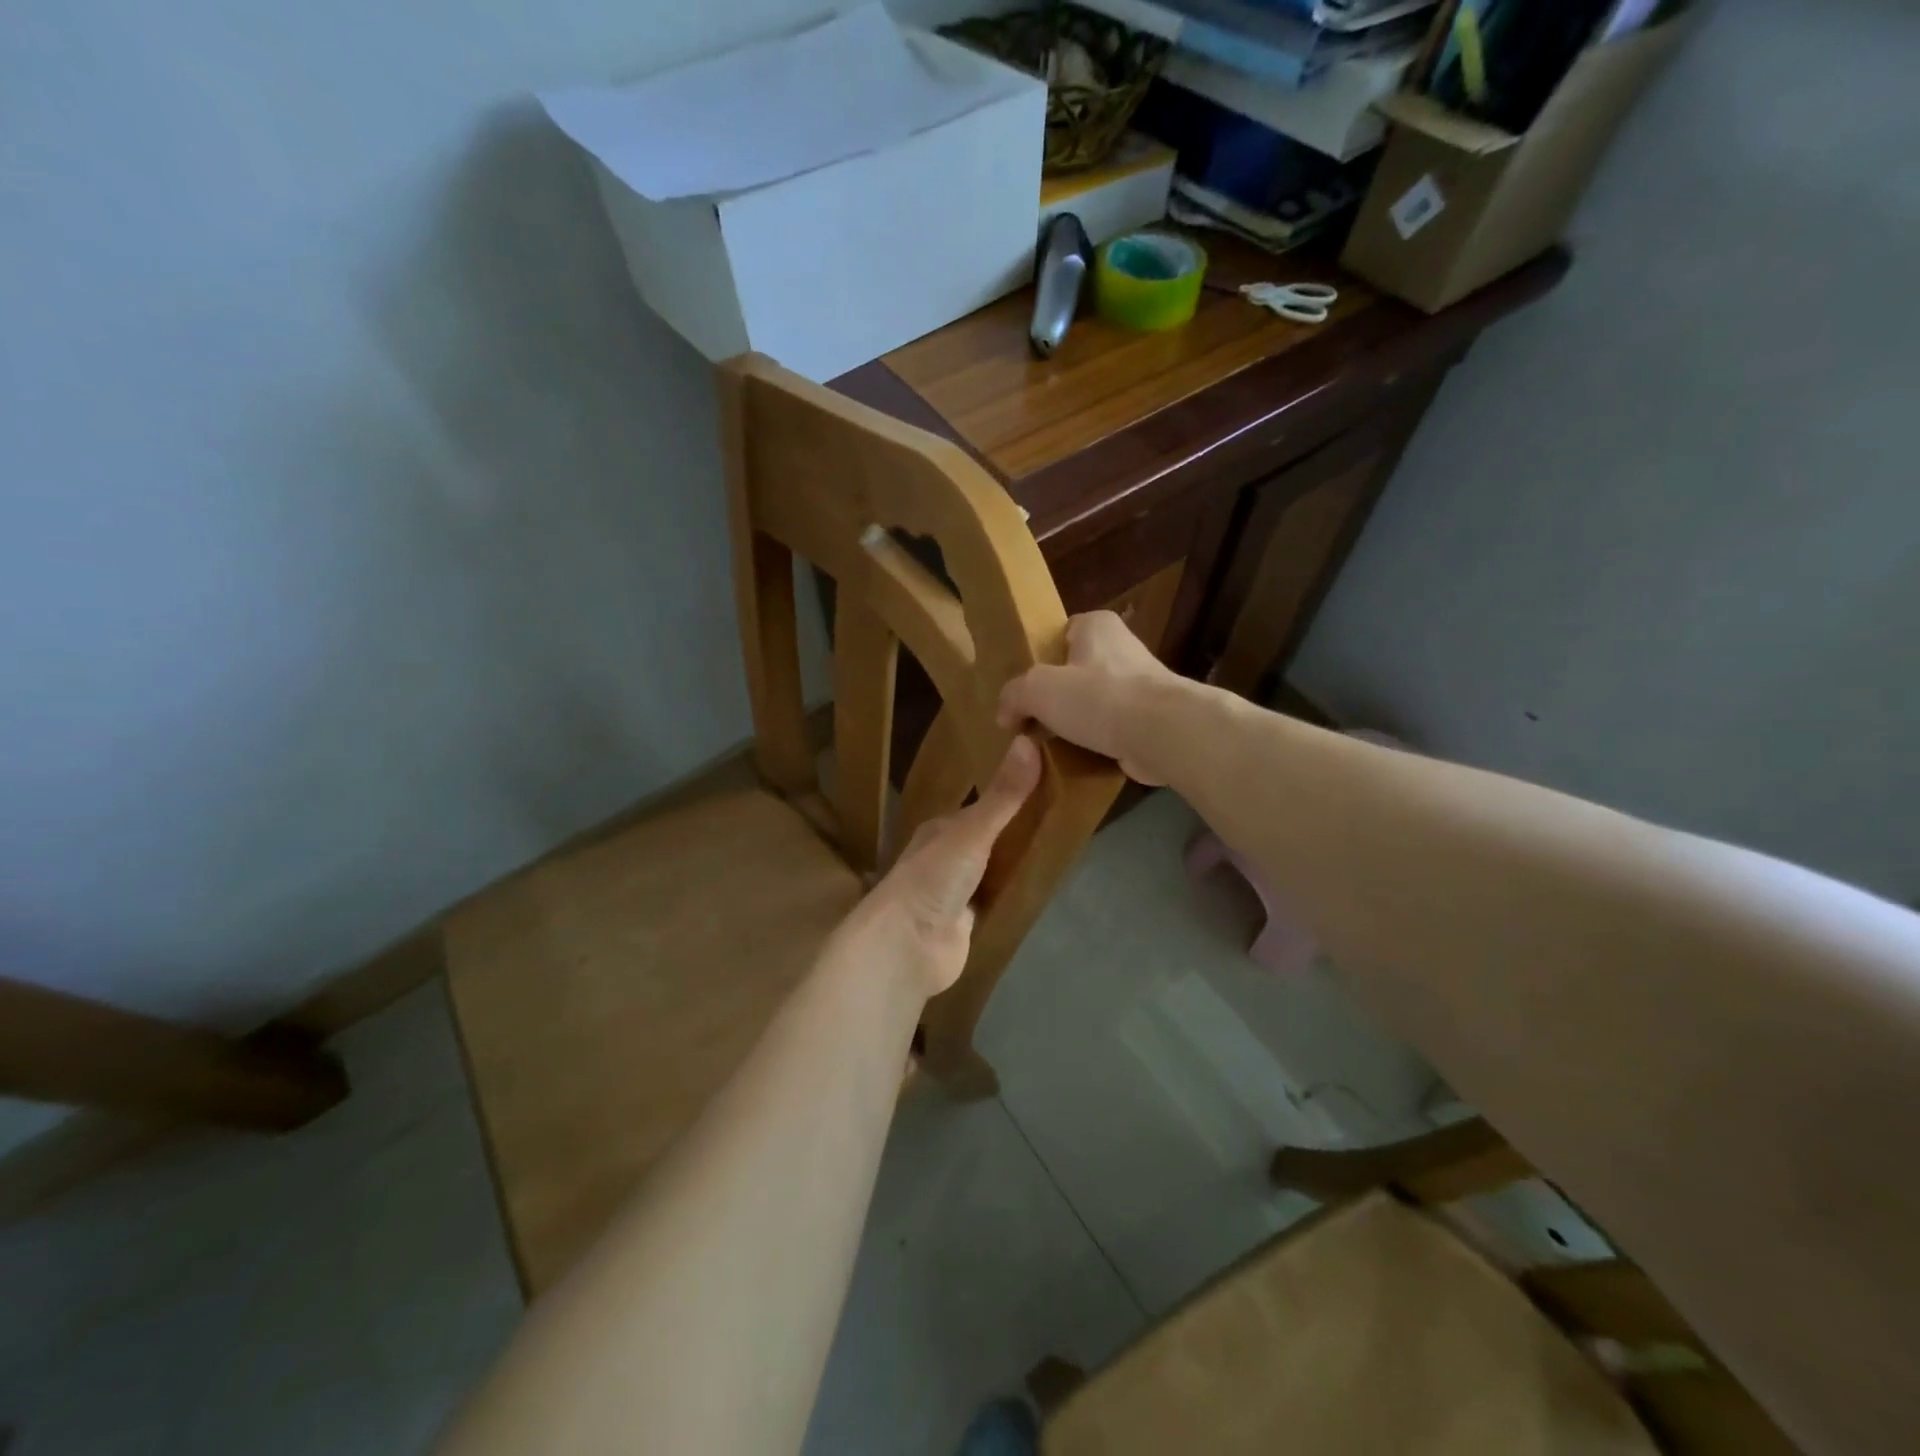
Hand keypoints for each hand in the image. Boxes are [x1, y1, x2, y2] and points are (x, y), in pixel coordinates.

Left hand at [837, 735, 1041, 999]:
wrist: (906, 946)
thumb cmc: (933, 878)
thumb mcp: (973, 831)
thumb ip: (1004, 795)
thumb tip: (1030, 740)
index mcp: (942, 829)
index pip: (983, 806)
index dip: (1012, 796)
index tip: (1050, 786)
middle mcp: (947, 857)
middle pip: (991, 839)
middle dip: (1019, 833)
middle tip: (1066, 820)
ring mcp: (956, 892)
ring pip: (994, 871)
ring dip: (1018, 864)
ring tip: (1062, 850)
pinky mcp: (966, 924)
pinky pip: (996, 902)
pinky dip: (1013, 896)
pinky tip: (1041, 890)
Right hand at [997, 612, 1178, 784]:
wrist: (1161, 733)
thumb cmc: (1097, 697)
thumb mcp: (1037, 689)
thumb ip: (1013, 695)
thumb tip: (1005, 716)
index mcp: (1097, 625)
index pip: (1061, 633)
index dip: (1041, 657)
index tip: (1026, 686)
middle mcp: (1122, 648)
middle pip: (1077, 669)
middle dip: (1057, 693)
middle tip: (1032, 719)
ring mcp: (1141, 685)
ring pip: (1095, 700)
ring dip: (1077, 721)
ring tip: (1052, 743)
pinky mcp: (1151, 718)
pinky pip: (1113, 727)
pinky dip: (1097, 741)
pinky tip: (1079, 758)